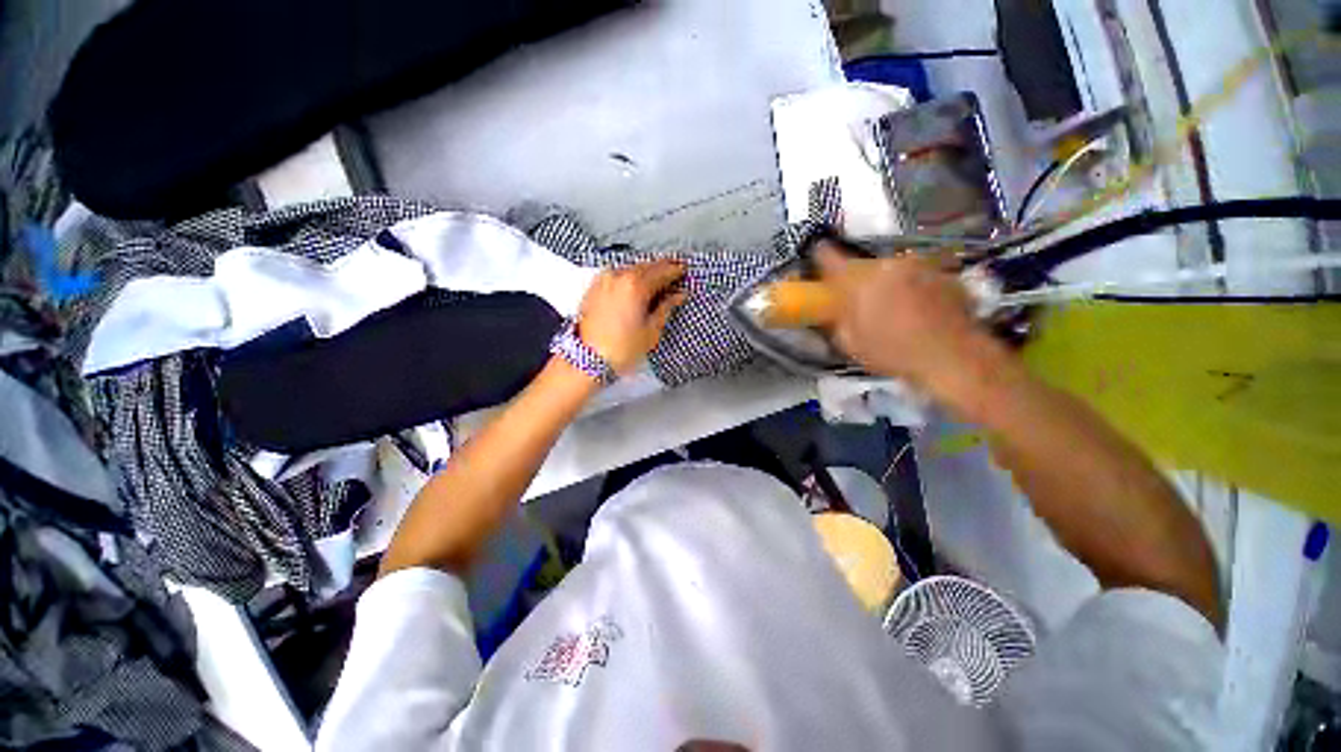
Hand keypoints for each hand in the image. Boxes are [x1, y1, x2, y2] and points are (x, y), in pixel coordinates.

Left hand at [577, 259, 687, 373]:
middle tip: (674, 274)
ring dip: (646, 271)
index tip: (685, 271)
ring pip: (631, 268)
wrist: (587, 359)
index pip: (663, 270)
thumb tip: (678, 296)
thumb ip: (666, 308)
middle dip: (662, 268)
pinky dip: (630, 276)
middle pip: (647, 265)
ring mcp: (604, 280)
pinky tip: (636, 286)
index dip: (676, 270)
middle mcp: (618, 276)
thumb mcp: (651, 331)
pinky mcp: (594, 287)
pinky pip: (617, 274)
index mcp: (636, 285)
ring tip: (657, 281)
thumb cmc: (620, 349)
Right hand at [816, 243, 995, 395]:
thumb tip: (831, 309)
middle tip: (858, 300)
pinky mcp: (942, 272)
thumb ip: (835, 319)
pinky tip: (917, 309)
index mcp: (858, 280)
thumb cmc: (893, 353)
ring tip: (891, 308)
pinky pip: (916, 276)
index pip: (829, 257)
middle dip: (857, 279)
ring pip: (891, 269)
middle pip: (863, 264)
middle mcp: (886, 264)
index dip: (820, 258)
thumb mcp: (849, 343)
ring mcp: (918, 265)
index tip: (818, 261)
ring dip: (885, 282)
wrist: (952, 356)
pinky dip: (911, 287)